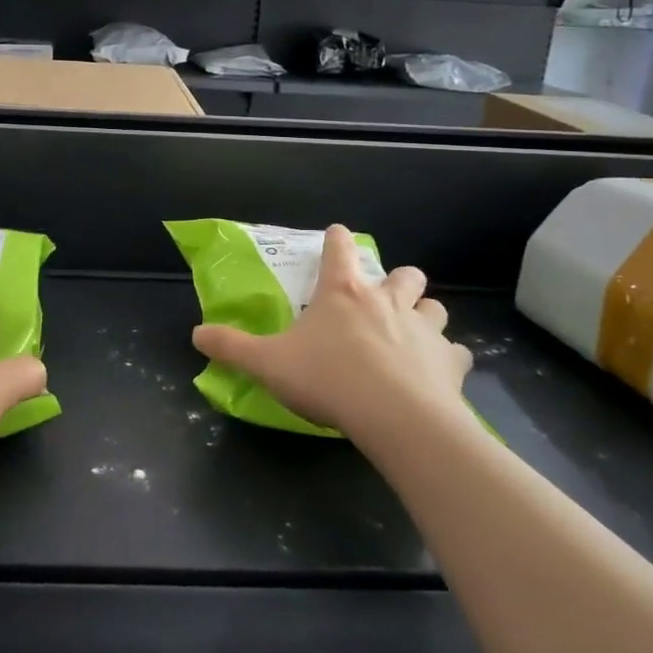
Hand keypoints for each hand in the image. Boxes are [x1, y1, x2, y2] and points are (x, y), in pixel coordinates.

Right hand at [192, 224, 474, 445]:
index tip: (337, 235)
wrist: (396, 417)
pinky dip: (448, 359)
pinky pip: (456, 353)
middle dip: (397, 279)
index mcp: (343, 293)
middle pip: (403, 274)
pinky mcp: (449, 362)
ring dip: (425, 314)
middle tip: (383, 297)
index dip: (337, 238)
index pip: (340, 248)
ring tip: (413, 332)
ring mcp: (423, 329)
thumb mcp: (267, 363)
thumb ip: (231, 347)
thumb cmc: (328, 379)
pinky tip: (438, 373)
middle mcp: (386, 301)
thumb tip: (196, 334)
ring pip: (434, 307)